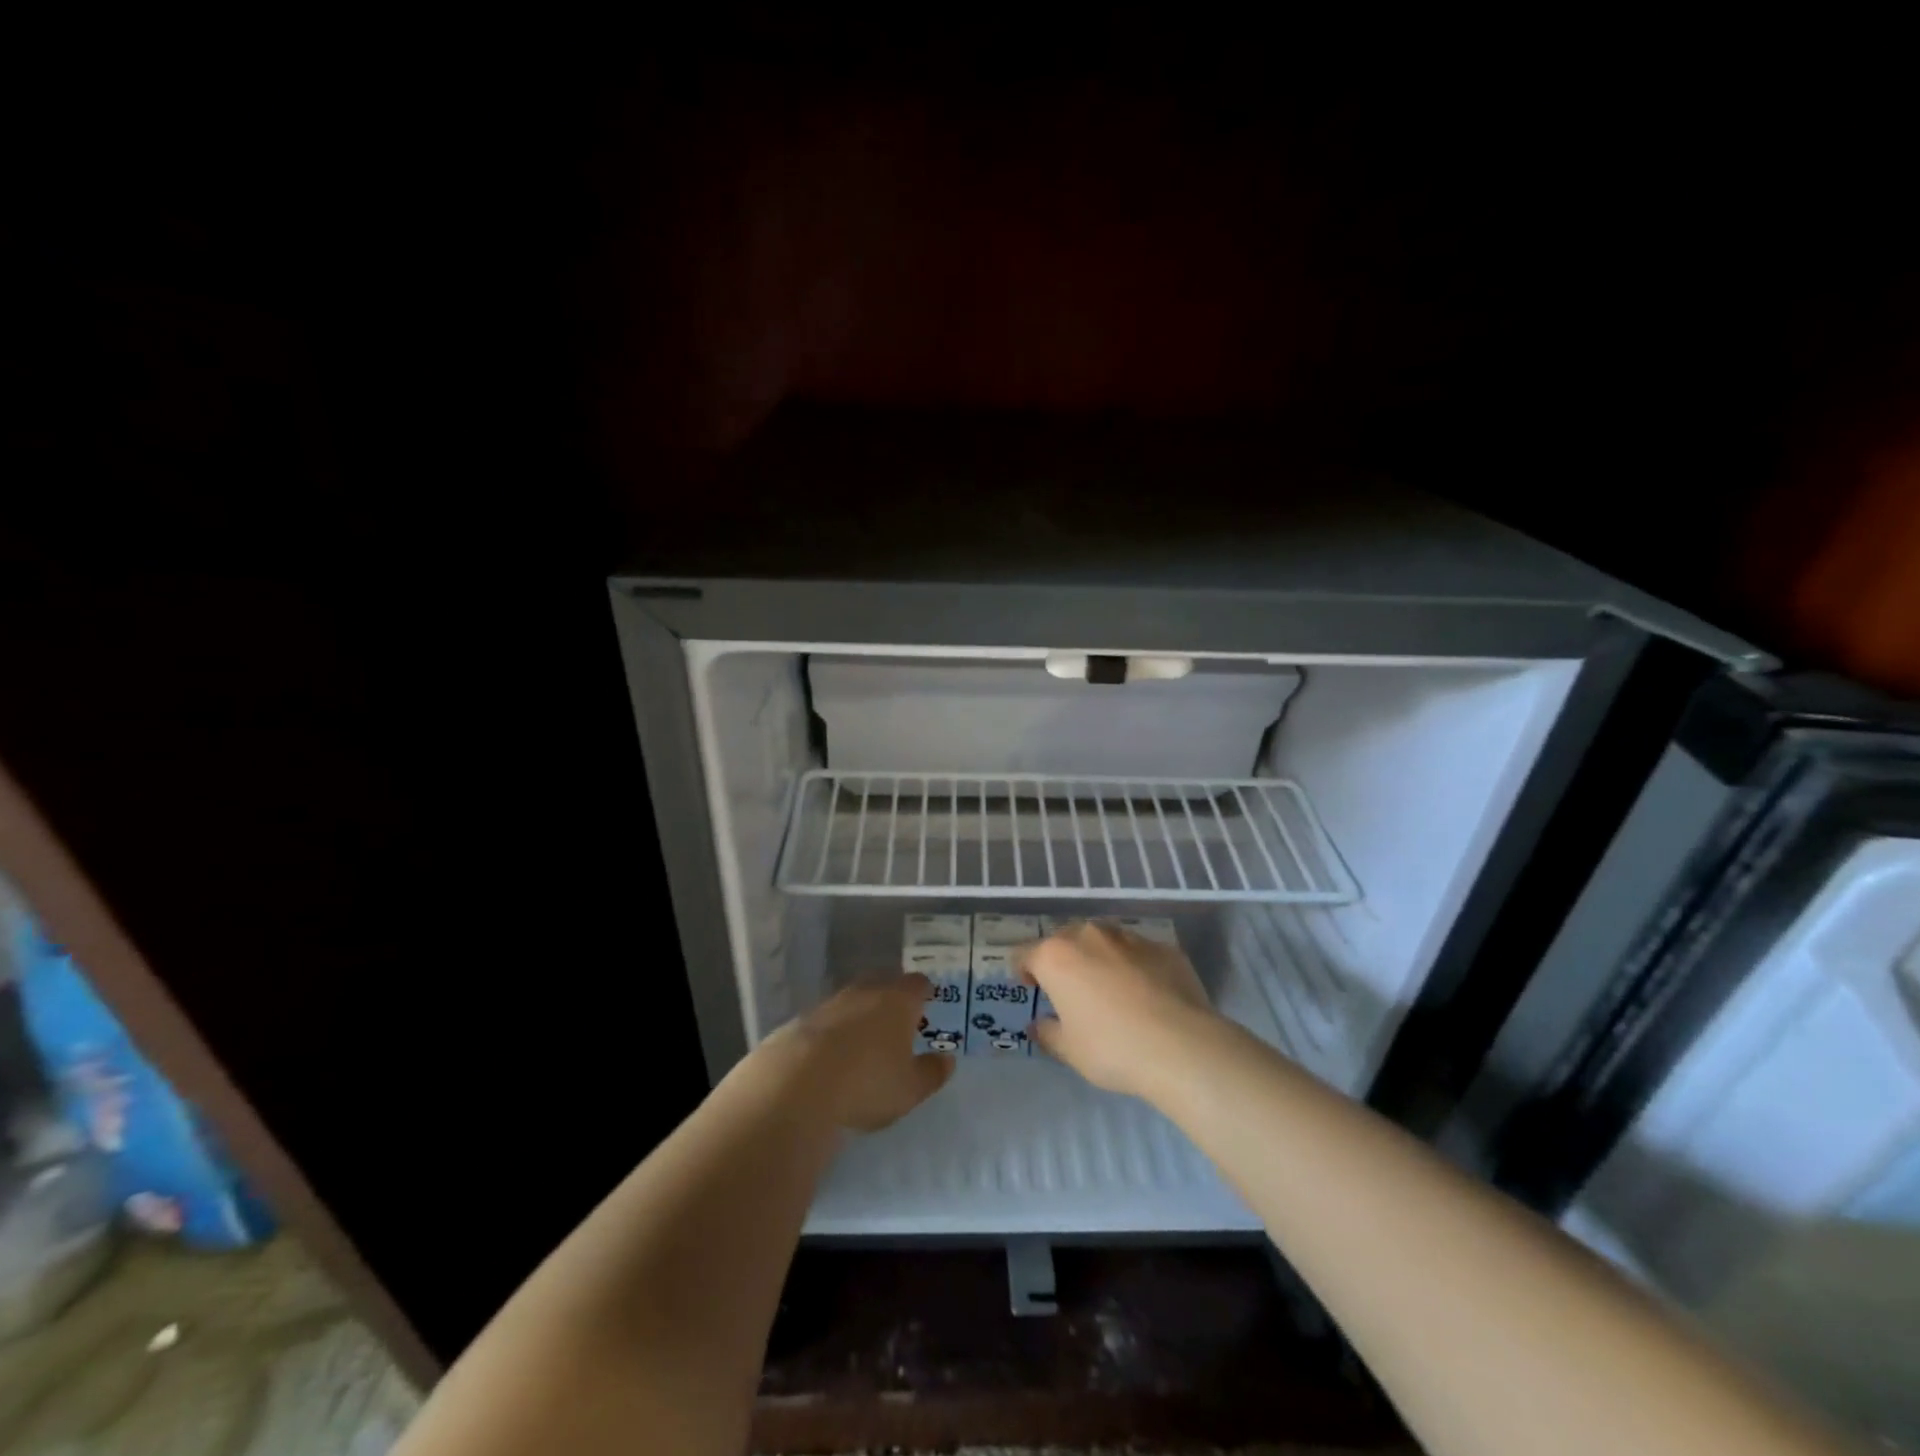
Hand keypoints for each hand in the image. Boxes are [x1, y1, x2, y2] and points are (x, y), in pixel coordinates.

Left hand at [755, 974, 955, 1131]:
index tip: (927, 1004)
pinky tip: (829, 1057)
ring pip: (852, 1001)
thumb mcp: (910, 1089)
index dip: (924, 993)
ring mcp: (829, 1003)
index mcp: (898, 1000)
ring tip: (862, 1042)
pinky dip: (831, 1033)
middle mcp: (865, 992)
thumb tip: (947, 1060)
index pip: (917, 984)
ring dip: (859, 1015)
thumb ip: (932, 1072)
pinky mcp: (800, 1021)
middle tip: (896, 1022)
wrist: (796, 1086)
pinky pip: (825, 1021)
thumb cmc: (867, 1084)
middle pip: (883, 984)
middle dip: (891, 999)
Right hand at [1024, 921, 1218, 1099]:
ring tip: (1111, 990)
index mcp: (1056, 956)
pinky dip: (1135, 967)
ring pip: (1104, 941)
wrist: (1181, 1046)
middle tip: (1072, 992)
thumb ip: (1047, 1033)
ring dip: (1099, 959)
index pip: (1025, 953)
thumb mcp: (1069, 1050)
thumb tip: (1039, 1024)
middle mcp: (1089, 935)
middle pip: (1065, 940)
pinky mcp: (1164, 947)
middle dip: (1063, 961)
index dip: (1024, 971)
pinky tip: (1148, 996)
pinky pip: (1139, 953)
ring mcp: (1129, 937)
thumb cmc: (1111, 1048)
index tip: (1033, 990)